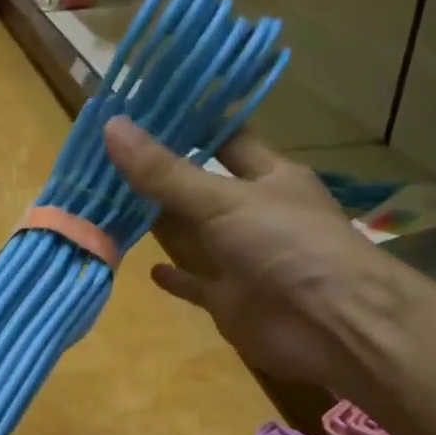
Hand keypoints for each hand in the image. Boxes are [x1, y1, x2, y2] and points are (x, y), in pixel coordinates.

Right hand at [103, 117, 384, 388]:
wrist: (329, 326)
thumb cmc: (286, 244)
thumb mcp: (223, 200)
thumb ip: (165, 173)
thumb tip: (111, 126)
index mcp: (267, 176)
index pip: (226, 138)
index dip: (191, 123)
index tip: (144, 108)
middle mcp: (253, 214)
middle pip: (200, 189)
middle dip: (160, 175)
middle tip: (106, 156)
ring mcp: (241, 259)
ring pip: (192, 236)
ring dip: (159, 224)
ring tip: (108, 204)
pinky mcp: (230, 300)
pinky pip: (196, 284)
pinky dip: (175, 277)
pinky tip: (148, 268)